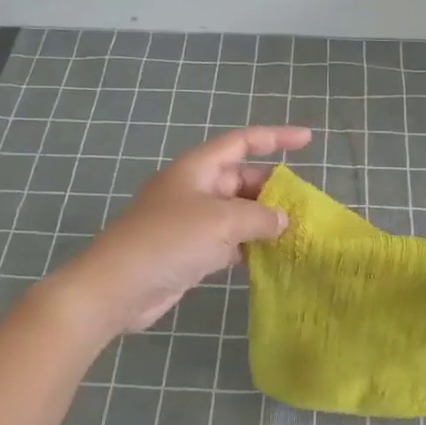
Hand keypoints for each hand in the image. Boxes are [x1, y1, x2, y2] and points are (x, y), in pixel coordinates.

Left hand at [56, 125, 312, 335]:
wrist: (117, 287)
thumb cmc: (169, 240)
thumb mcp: (222, 221)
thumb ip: (259, 217)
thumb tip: (282, 220)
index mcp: (197, 168)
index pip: (242, 142)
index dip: (276, 137)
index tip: (308, 140)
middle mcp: (194, 189)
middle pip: (241, 179)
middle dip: (272, 189)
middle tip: (305, 205)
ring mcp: (190, 222)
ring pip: (236, 213)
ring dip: (263, 221)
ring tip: (297, 231)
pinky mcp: (189, 252)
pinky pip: (228, 242)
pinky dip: (249, 246)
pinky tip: (272, 257)